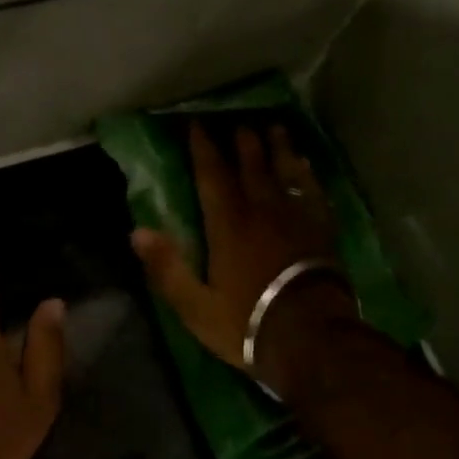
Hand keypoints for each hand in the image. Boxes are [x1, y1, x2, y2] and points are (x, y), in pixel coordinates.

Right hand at [131, 121, 359, 397]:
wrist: (312, 337)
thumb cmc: (248, 322)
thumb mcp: (196, 306)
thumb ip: (167, 268)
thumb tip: (137, 231)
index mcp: (228, 225)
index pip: (212, 176)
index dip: (203, 149)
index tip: (197, 126)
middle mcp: (261, 210)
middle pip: (250, 165)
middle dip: (242, 141)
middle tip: (237, 122)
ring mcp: (295, 217)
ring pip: (284, 171)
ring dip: (278, 147)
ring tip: (274, 128)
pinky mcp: (321, 228)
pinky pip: (312, 190)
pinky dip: (307, 173)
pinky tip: (305, 164)